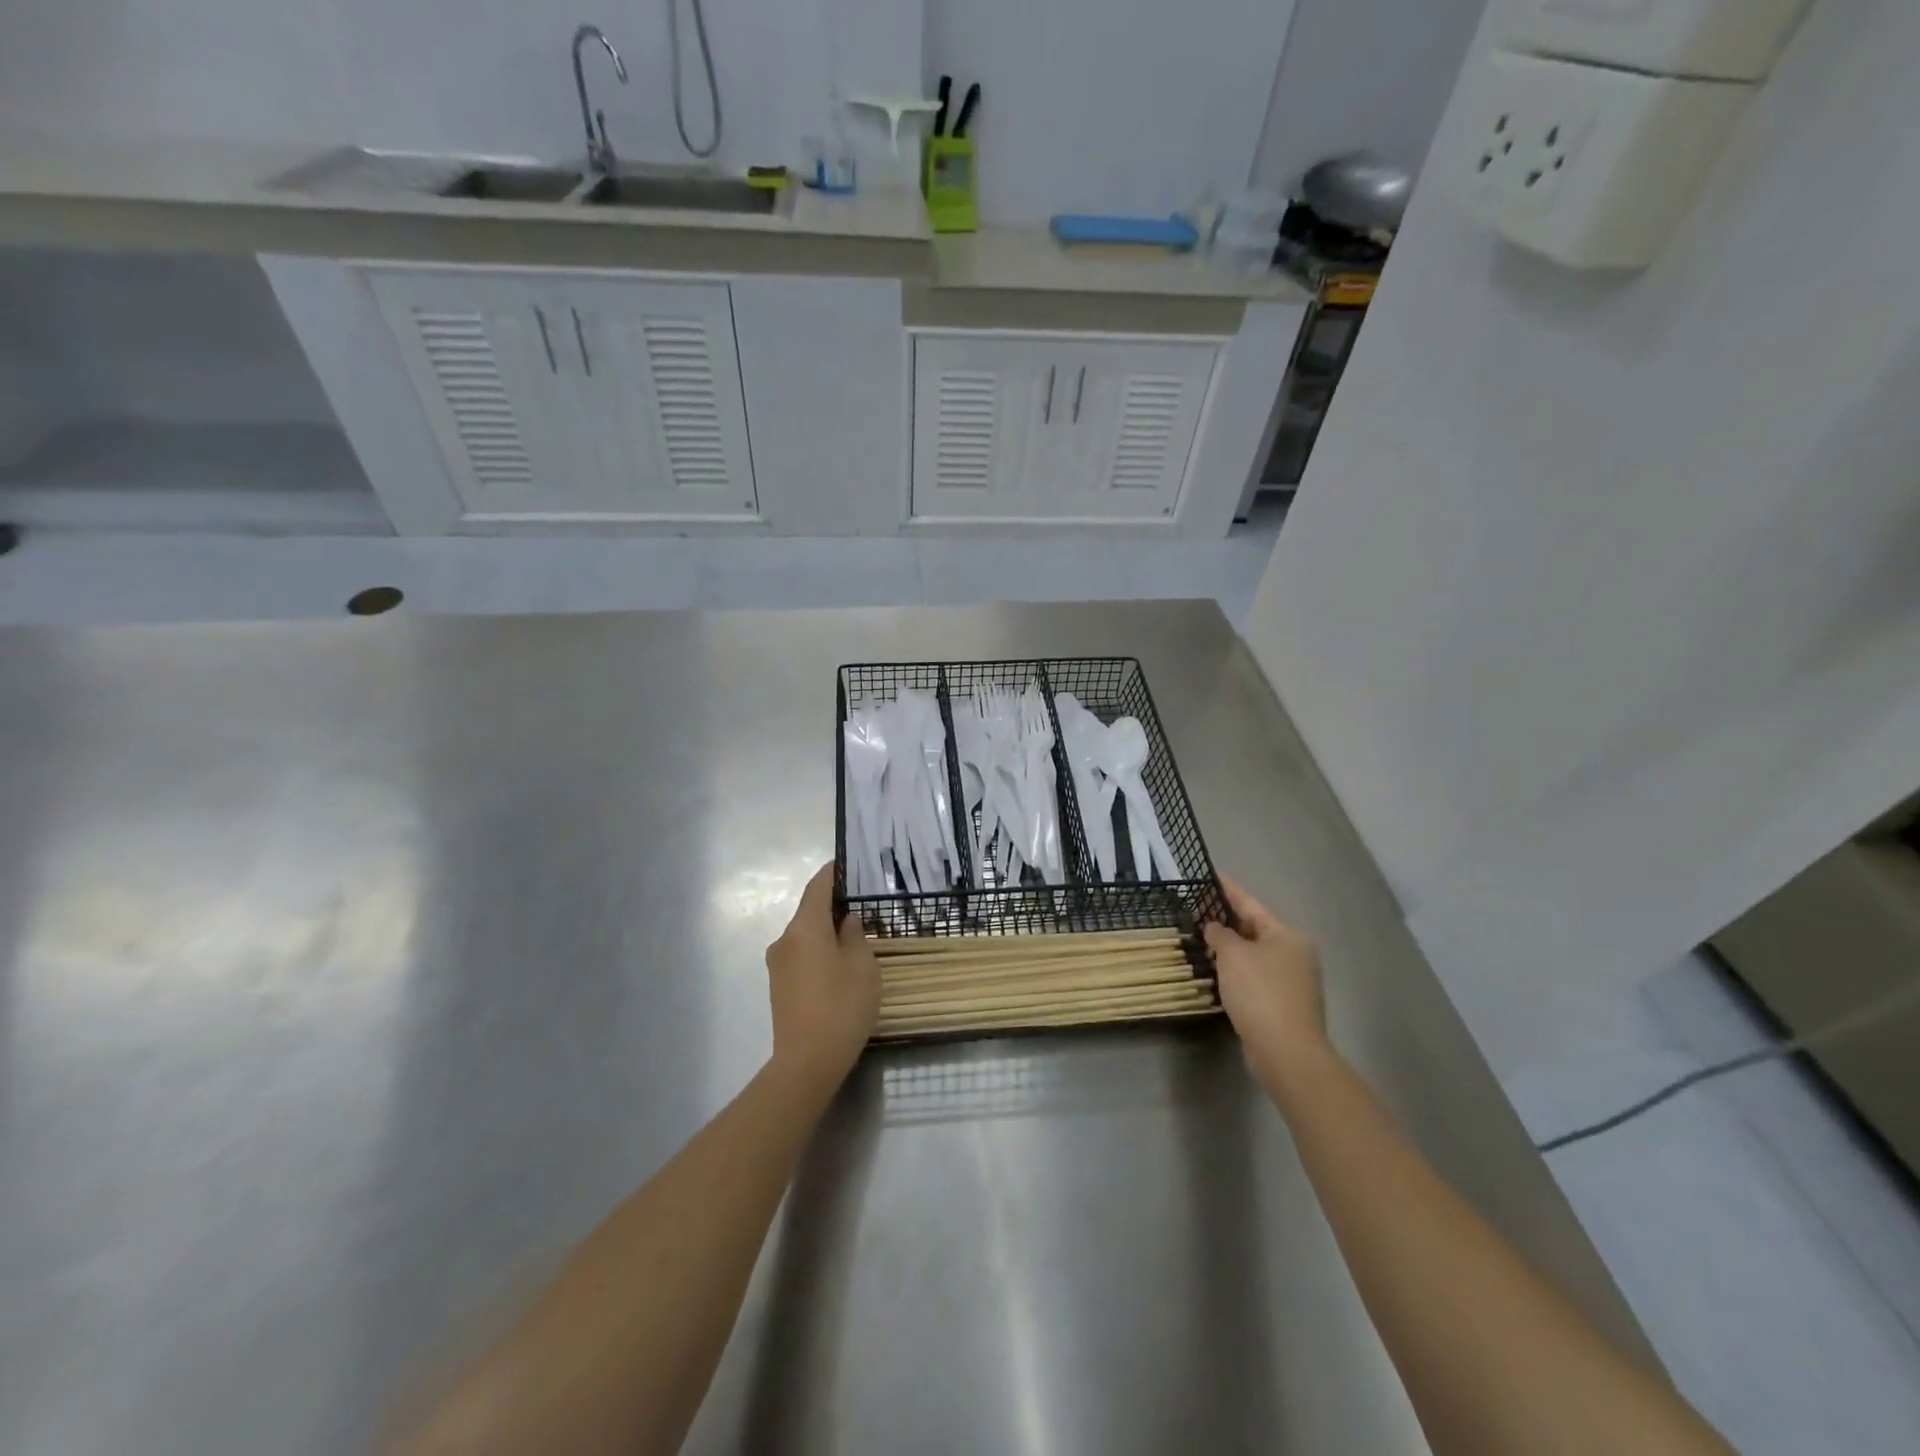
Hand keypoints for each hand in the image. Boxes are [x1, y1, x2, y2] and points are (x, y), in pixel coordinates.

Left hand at [764, 863, 881, 1093]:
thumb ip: (855, 936)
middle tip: (862, 903)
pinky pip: (801, 955)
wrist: (806, 1063)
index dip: (833, 873)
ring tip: (855, 936)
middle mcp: (785, 940)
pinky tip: (839, 964)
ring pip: (805, 935)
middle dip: (833, 904)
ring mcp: (778, 964)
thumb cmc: (841, 1007)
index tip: (849, 864)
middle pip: (809, 911)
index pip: (817, 887)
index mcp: (804, 928)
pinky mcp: (779, 987)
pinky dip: (819, 950)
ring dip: (826, 931)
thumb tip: (846, 920)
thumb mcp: (862, 966)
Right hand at [1203, 875, 1328, 1087]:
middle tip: (1198, 910)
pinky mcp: (1285, 1004)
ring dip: (1231, 949)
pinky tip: (1218, 973)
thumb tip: (1214, 928)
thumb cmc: (1260, 993)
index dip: (1228, 890)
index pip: (1250, 904)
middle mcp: (1295, 953)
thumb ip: (1220, 935)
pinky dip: (1237, 971)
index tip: (1210, 875)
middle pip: (1255, 929)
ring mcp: (1293, 980)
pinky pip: (1256, 977)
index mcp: (1286, 935)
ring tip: (1202, 940)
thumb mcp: (1233, 955)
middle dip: (1226, 921)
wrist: (1286, 1052)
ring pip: (1255, 954)